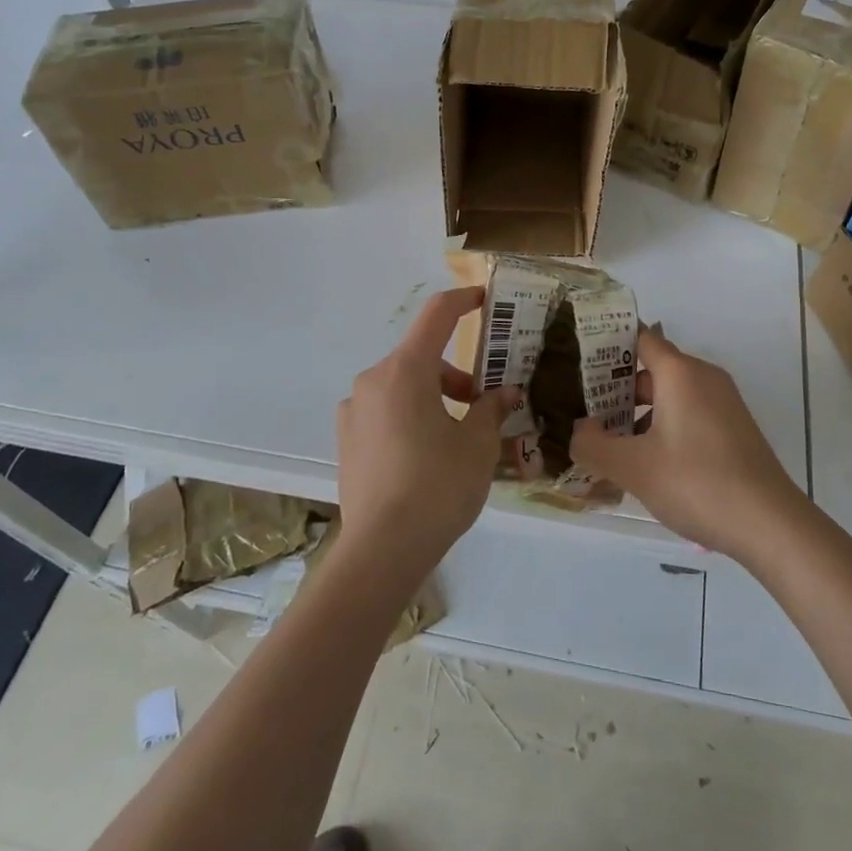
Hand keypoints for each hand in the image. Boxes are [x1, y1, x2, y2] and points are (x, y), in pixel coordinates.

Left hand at [335, 287, 516, 580]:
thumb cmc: (438, 487)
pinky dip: (409, 416)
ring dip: (433, 397)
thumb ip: (492, 409)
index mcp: (406, 371)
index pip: (437, 316)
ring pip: (402, 386)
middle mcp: (373, 380)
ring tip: (457, 438)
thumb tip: (505, 393)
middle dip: (456, 375)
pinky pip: (384, 411)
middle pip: (421, 358)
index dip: (463, 301)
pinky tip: (424, 456)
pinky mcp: (346, 439)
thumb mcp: (478, 446)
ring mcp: (354, 410)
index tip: (484, 299)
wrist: (381, 551)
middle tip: (483, 406)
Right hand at [570, 328, 804, 561]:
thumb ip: (594, 445)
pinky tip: (649, 462)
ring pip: (672, 395)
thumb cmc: (697, 483)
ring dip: (640, 413)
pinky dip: (665, 426)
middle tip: (585, 411)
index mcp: (680, 373)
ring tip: (610, 442)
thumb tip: (577, 431)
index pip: (641, 338)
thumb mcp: (634, 468)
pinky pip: (690, 414)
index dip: (609, 346)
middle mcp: (704, 378)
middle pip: (653, 369)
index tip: (579, 361)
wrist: (771, 524)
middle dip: (618, 389)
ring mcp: (724, 403)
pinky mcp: (734, 428)